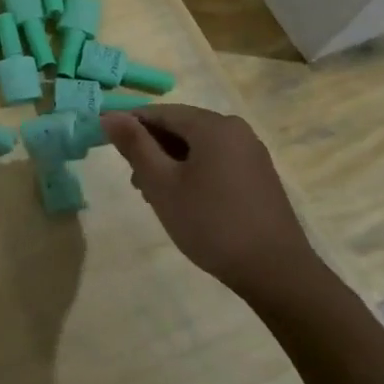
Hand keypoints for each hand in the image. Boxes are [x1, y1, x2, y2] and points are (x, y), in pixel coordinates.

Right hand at [101, 104, 329, 305]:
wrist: (275, 271)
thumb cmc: (210, 223)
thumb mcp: (162, 184)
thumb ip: (135, 145)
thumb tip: (110, 115)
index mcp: (213, 125)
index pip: (160, 112)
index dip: (130, 126)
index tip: (108, 149)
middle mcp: (235, 130)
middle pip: (180, 127)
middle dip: (152, 149)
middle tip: (137, 184)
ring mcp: (251, 153)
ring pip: (197, 146)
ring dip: (171, 164)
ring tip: (157, 197)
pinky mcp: (258, 176)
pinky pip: (216, 161)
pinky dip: (193, 173)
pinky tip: (185, 202)